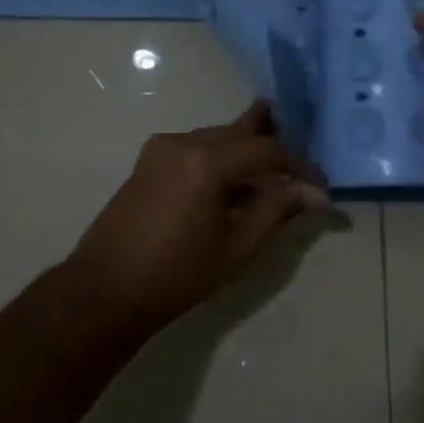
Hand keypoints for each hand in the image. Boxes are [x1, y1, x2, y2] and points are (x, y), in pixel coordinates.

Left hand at [63, 100, 327, 330]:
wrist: (104, 290)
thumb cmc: (176, 275)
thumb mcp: (236, 249)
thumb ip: (276, 211)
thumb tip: (314, 194)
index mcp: (206, 161)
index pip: (267, 150)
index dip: (299, 166)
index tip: (319, 188)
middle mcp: (184, 141)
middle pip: (241, 132)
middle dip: (273, 148)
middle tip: (300, 166)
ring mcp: (162, 147)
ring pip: (218, 137)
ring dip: (246, 153)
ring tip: (271, 179)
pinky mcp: (149, 159)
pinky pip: (197, 147)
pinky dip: (221, 159)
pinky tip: (233, 184)